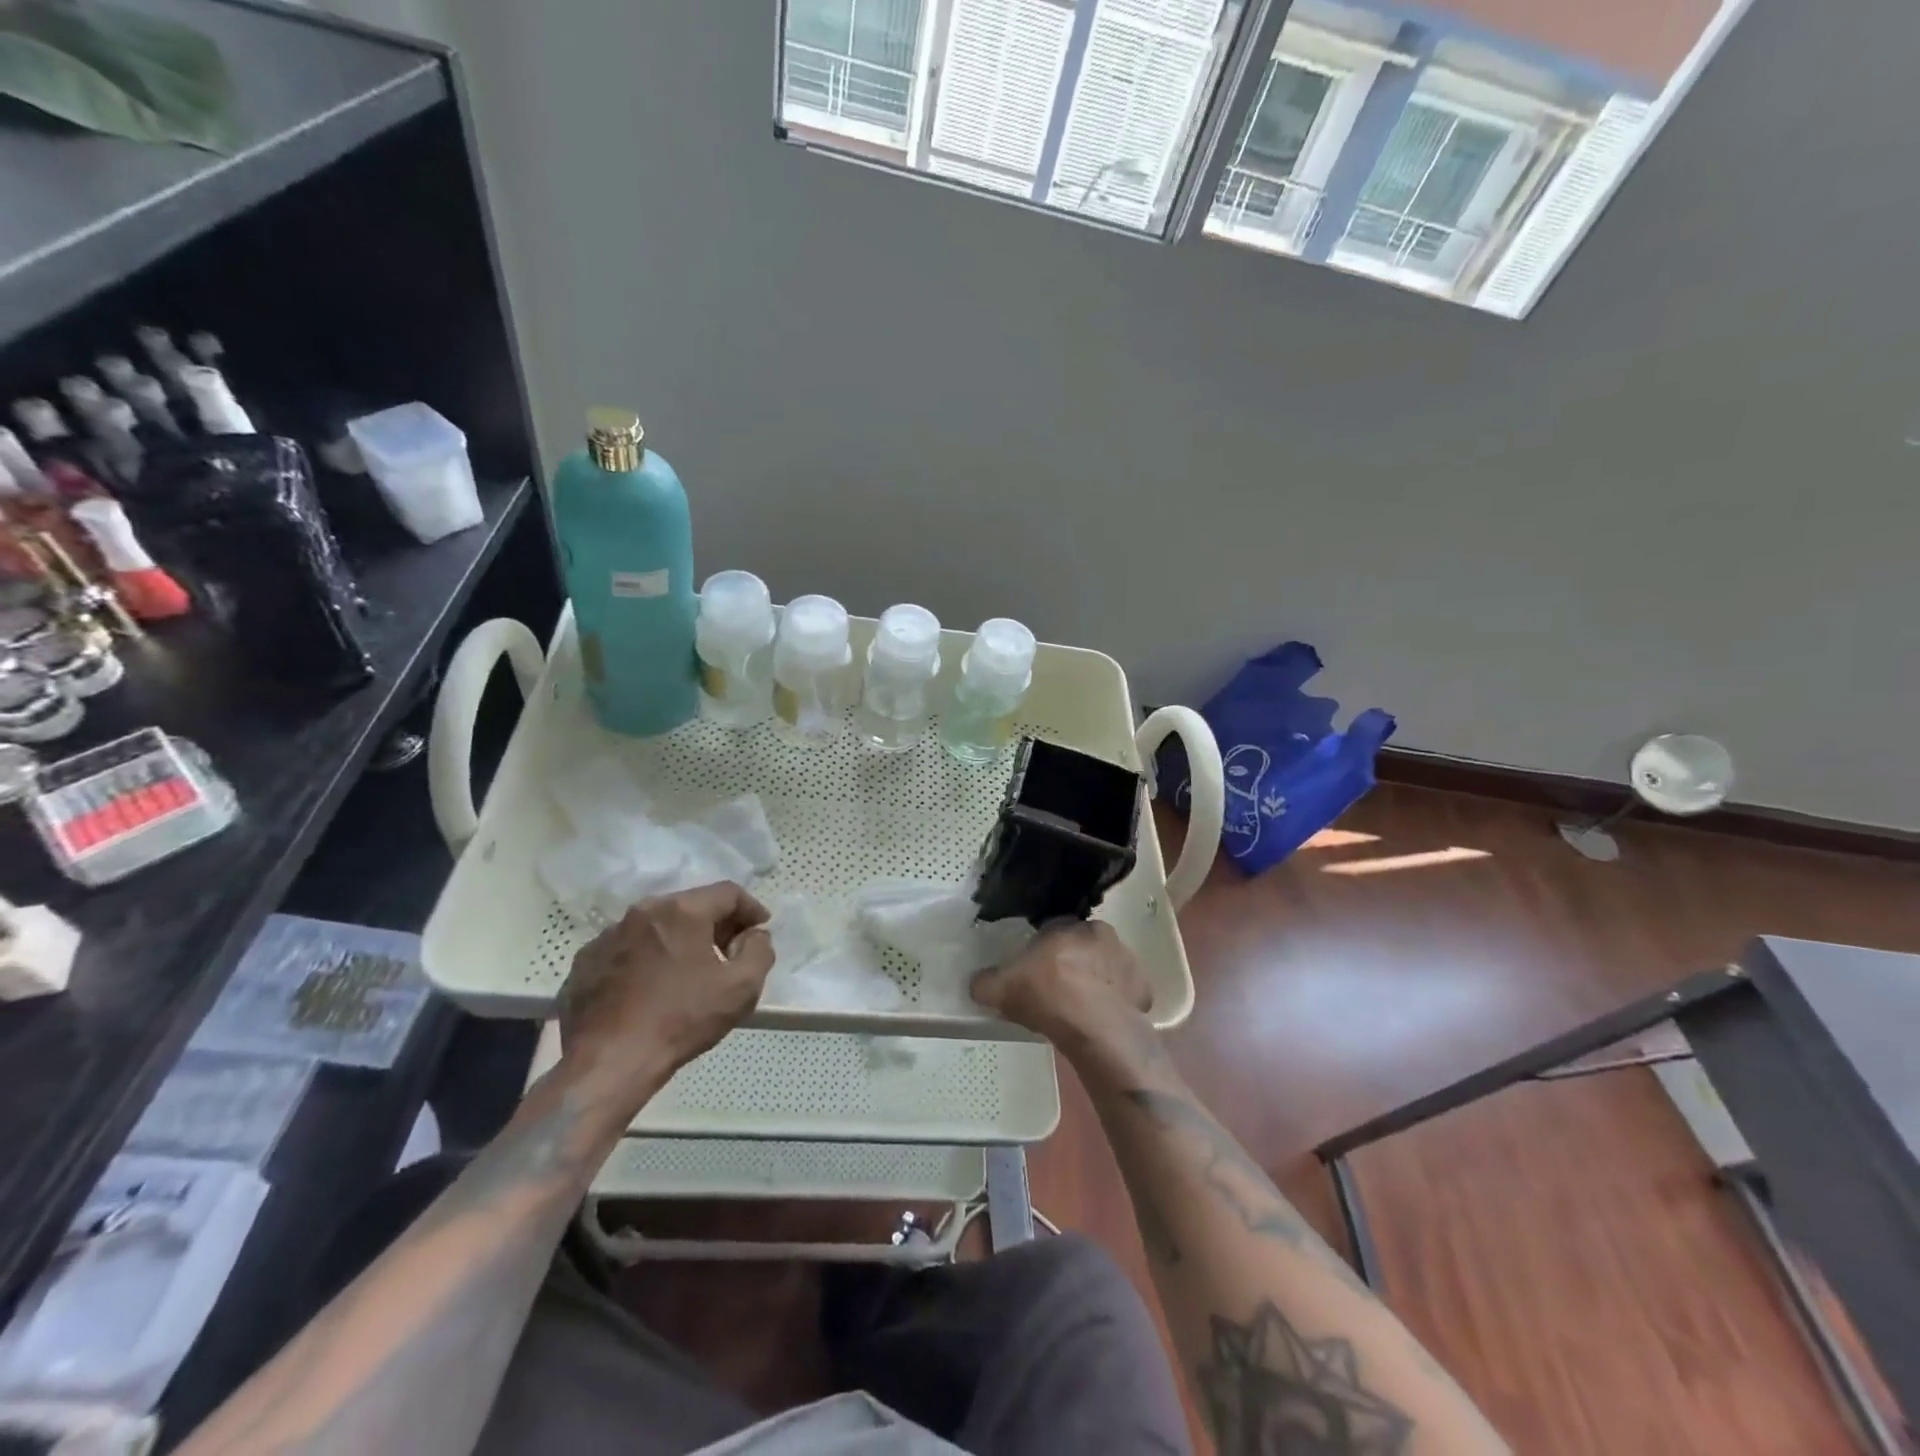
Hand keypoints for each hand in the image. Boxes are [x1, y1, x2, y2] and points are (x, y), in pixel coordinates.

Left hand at [556, 882, 773, 1116]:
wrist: (608, 1064)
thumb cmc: (681, 1020)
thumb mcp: (742, 987)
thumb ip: (759, 950)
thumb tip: (754, 935)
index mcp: (681, 911)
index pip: (728, 893)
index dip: (751, 909)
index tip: (761, 930)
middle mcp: (641, 912)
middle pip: (690, 907)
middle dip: (716, 925)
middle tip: (730, 952)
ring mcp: (606, 936)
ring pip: (656, 927)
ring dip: (679, 941)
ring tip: (690, 972)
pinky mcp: (583, 963)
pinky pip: (627, 950)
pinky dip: (646, 960)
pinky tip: (651, 989)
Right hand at [971, 920, 1154, 1052]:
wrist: (1097, 1029)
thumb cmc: (1048, 995)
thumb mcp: (1002, 989)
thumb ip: (985, 983)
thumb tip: (977, 983)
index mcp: (1068, 925)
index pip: (1051, 930)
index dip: (1040, 951)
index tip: (1032, 973)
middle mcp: (1101, 934)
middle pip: (1080, 946)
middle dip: (1070, 963)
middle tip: (1054, 991)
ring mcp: (1127, 961)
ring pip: (1105, 968)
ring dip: (1094, 982)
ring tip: (1077, 1010)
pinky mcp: (1143, 989)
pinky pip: (1124, 993)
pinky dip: (1114, 1004)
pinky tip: (1099, 1022)